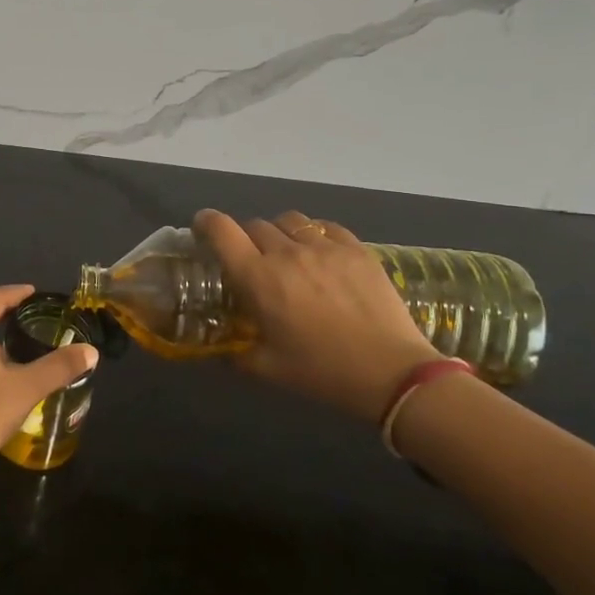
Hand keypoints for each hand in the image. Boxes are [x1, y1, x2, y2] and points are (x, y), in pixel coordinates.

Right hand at [195, 209, 441, 423]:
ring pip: (290, 221)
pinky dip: (315, 234)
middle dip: (245, 238)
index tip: (203, 228)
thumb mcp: (267, 369)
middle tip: (251, 259)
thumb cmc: (321, 372)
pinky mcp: (357, 250)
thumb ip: (236, 355)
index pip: (222, 231)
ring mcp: (325, 248)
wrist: (391, 373)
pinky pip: (326, 227)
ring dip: (279, 232)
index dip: (206, 222)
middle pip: (255, 225)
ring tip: (287, 252)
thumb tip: (221, 351)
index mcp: (257, 279)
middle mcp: (286, 253)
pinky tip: (321, 253)